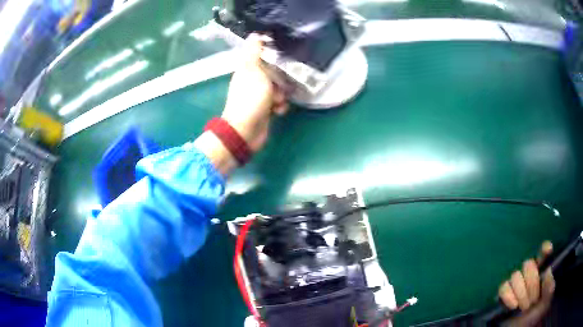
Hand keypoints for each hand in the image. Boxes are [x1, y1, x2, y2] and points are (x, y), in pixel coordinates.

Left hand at [221, 34, 287, 151]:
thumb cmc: (250, 98)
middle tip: (281, 84)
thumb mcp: (252, 70)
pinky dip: (280, 106)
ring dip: (282, 94)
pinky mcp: (265, 109)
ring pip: (277, 88)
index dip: (272, 56)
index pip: (261, 57)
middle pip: (272, 73)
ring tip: (278, 101)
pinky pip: (277, 103)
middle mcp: (252, 82)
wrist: (246, 130)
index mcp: (247, 70)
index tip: (284, 56)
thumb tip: (254, 34)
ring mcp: (258, 97)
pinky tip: (279, 111)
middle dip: (281, 79)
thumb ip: (254, 53)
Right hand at [498, 241, 555, 325]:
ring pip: (516, 276)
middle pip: (528, 265)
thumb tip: (548, 271)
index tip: (548, 251)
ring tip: (523, 307)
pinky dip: (508, 296)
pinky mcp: (504, 294)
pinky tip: (513, 306)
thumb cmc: (536, 314)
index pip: (542, 253)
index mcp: (542, 272)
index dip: (544, 249)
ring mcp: (516, 284)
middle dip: (531, 284)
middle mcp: (529, 274)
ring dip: (521, 294)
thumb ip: (550, 287)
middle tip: (533, 301)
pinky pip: (503, 287)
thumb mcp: (546, 303)